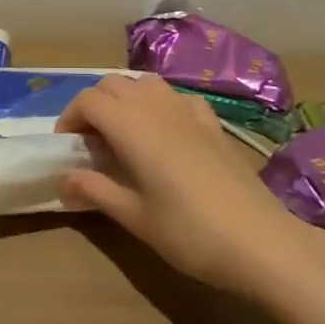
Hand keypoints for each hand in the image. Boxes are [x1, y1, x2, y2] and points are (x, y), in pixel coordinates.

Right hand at [56, 73, 324, 300]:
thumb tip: (64, 178)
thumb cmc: (190, 232)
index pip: (89, 100)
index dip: (70, 117)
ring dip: (125, 97)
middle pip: (113, 83)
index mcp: (132, 126)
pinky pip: (176, 96)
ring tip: (122, 133)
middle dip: (94, 104)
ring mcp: (188, 110)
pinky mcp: (212, 122)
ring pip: (145, 82)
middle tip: (90, 141)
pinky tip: (165, 132)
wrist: (260, 240)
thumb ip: (96, 191)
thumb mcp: (135, 218)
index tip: (67, 146)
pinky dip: (159, 103)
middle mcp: (157, 106)